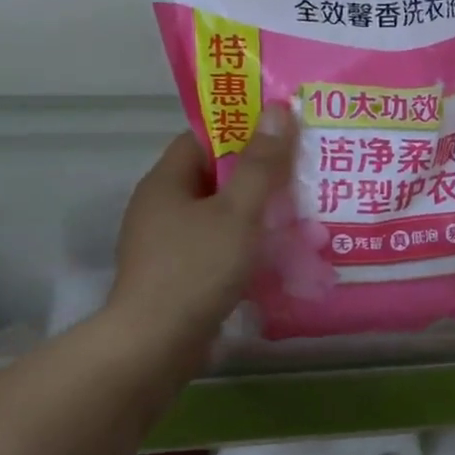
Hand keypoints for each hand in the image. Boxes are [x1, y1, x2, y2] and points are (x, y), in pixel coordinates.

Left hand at [109, 105, 296, 341]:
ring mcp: (165, 246)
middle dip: (256, 177)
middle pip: (213, 179)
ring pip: (217, 218)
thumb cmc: (196, 268)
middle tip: (300, 176)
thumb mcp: (237, 212)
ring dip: (253, 216)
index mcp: (165, 182)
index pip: (202, 139)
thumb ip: (261, 164)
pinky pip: (214, 250)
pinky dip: (242, 249)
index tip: (281, 136)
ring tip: (297, 216)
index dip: (241, 132)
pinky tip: (273, 257)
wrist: (155, 345)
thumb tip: (277, 109)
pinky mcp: (175, 278)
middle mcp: (160, 208)